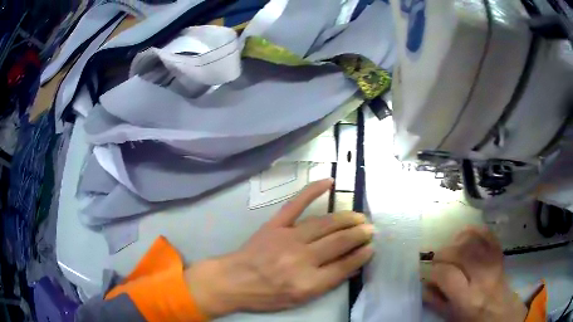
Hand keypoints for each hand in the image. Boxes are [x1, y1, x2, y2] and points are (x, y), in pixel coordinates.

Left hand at [185, 179, 373, 317]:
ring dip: (346, 218)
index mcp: (308, 282)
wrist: (234, 280)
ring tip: (359, 216)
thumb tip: (352, 266)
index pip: (344, 265)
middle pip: (338, 242)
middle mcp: (302, 258)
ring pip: (325, 223)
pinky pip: (296, 204)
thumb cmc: (267, 295)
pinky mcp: (276, 224)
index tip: (371, 248)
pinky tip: (329, 181)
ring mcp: (288, 238)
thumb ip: (327, 283)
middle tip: (370, 229)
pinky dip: (312, 190)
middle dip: (358, 234)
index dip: (361, 255)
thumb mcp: (300, 299)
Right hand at [423, 227, 526, 321]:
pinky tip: (465, 235)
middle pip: (461, 253)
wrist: (501, 312)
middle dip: (443, 253)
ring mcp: (493, 262)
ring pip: (474, 240)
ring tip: (450, 249)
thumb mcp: (451, 316)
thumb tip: (423, 284)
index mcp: (468, 298)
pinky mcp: (499, 254)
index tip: (428, 274)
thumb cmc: (473, 319)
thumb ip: (436, 301)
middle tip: (436, 260)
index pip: (447, 275)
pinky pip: (488, 234)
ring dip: (457, 241)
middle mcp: (482, 277)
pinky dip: (475, 230)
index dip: (433, 271)